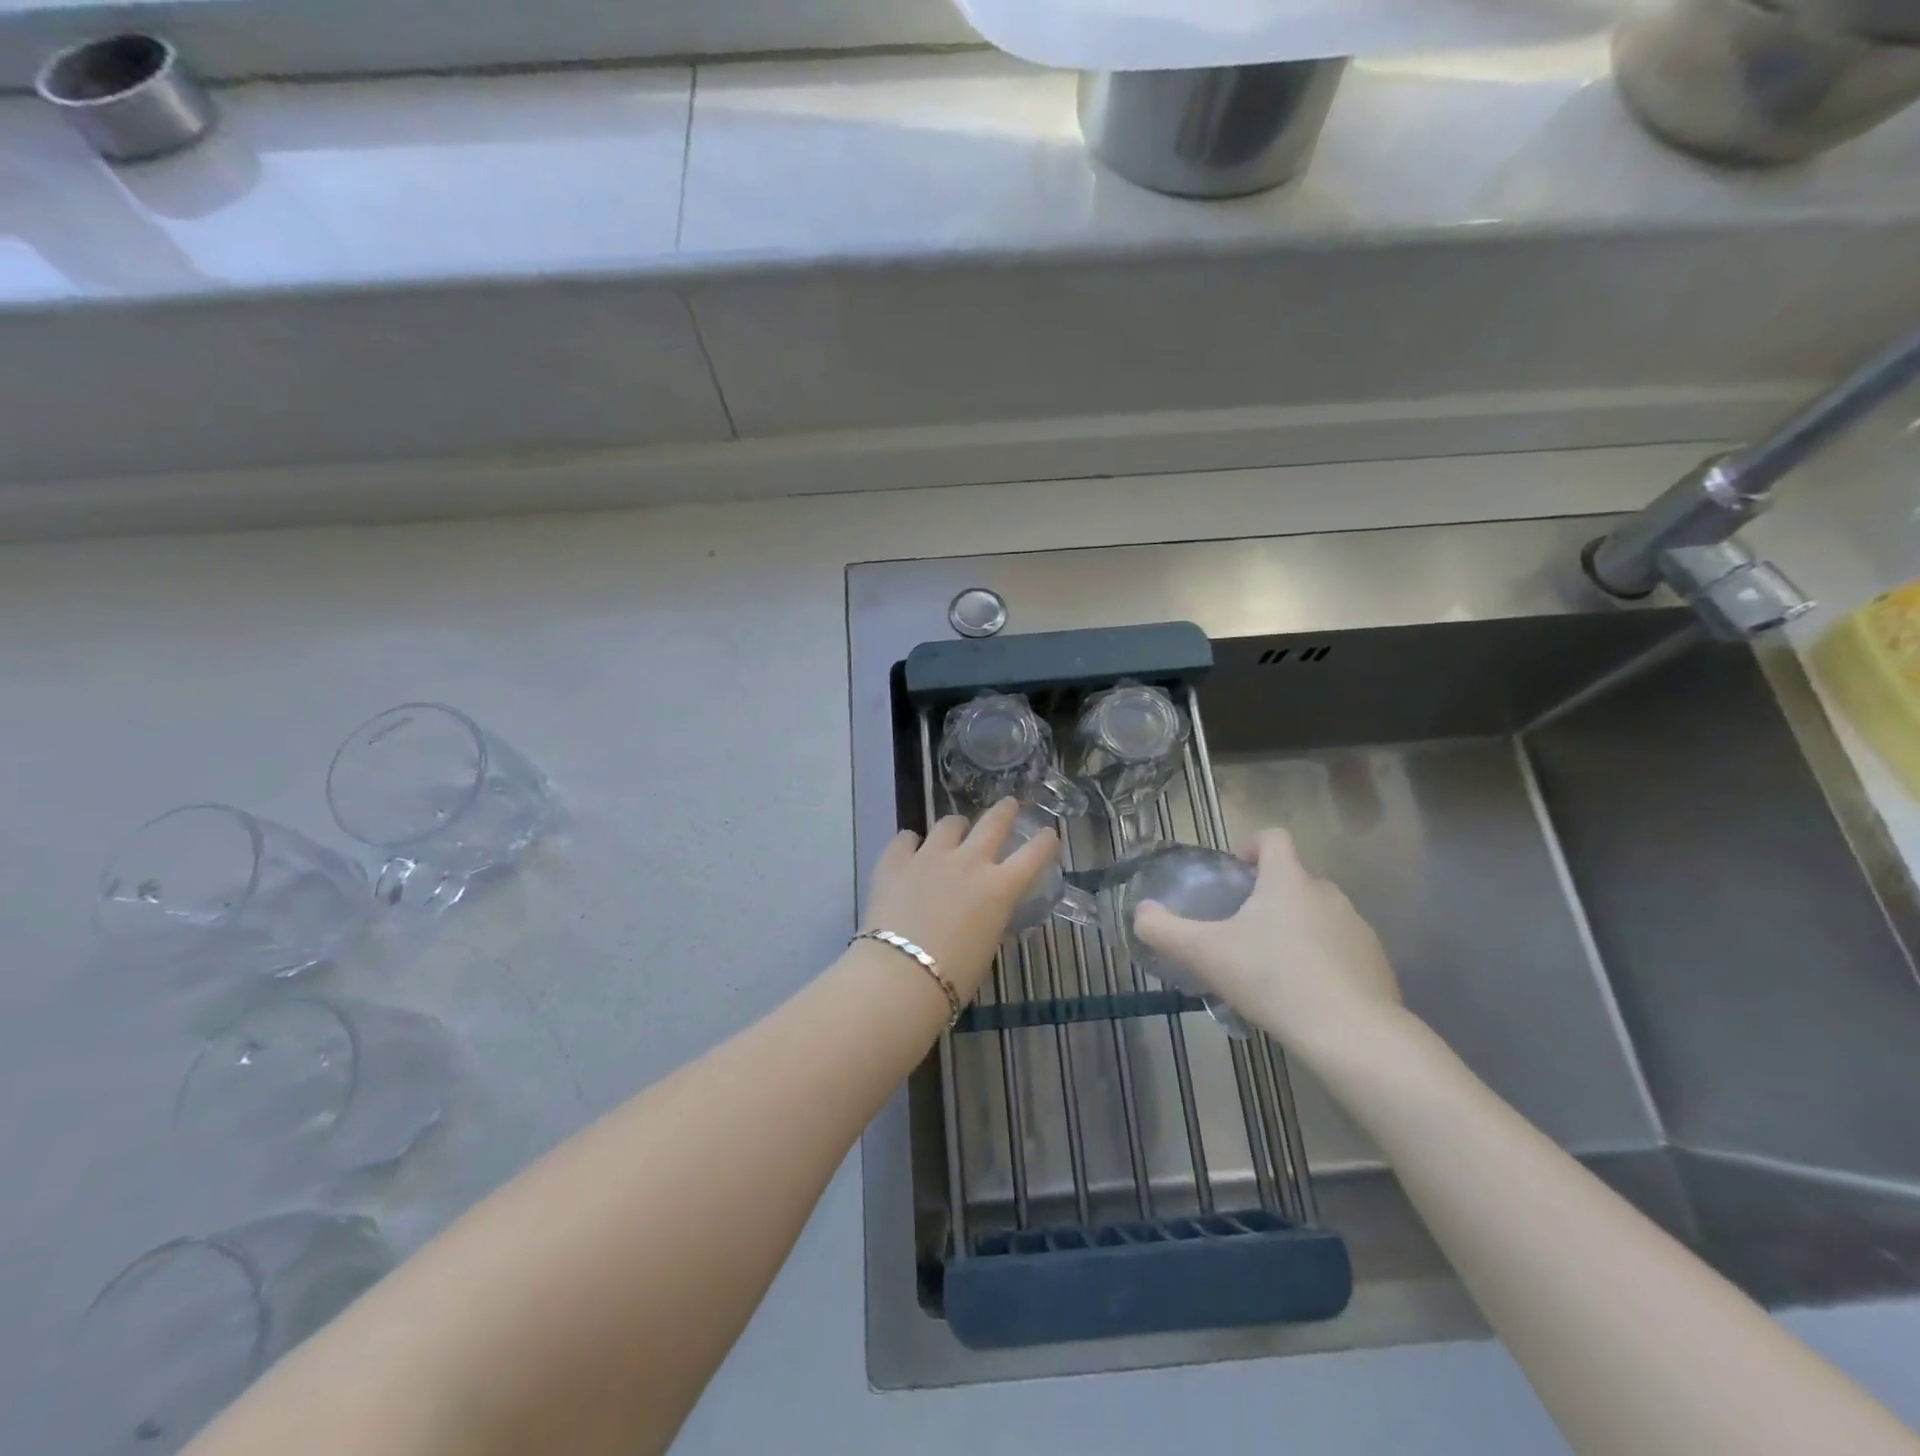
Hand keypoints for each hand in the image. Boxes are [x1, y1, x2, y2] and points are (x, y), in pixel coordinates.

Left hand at [861, 798, 1058, 1000]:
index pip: (1033, 855)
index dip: (1044, 842)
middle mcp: (969, 862)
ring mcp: (930, 856)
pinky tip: (909, 850)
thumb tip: (991, 915)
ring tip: (953, 831)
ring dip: (956, 827)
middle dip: (1005, 811)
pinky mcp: (896, 860)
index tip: (1048, 833)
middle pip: (993, 823)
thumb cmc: (954, 975)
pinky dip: (911, 843)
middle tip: (1009, 804)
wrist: (901, 974)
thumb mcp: (987, 947)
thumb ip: (992, 921)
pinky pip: (906, 838)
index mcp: (999, 888)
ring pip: (949, 824)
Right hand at [1133, 828, 1402, 1060]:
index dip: (1252, 846)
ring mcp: (1357, 928)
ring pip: (1318, 914)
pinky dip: (1322, 960)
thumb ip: (1164, 930)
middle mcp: (1326, 893)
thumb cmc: (1272, 979)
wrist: (1352, 1033)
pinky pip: (1341, 948)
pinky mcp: (1376, 963)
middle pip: (1294, 878)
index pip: (1274, 838)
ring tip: (1272, 968)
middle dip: (1269, 896)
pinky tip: (1305, 995)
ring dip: (1296, 928)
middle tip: (1242, 931)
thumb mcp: (1205, 953)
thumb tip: (1140, 913)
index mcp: (1287, 880)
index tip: (1235, 874)